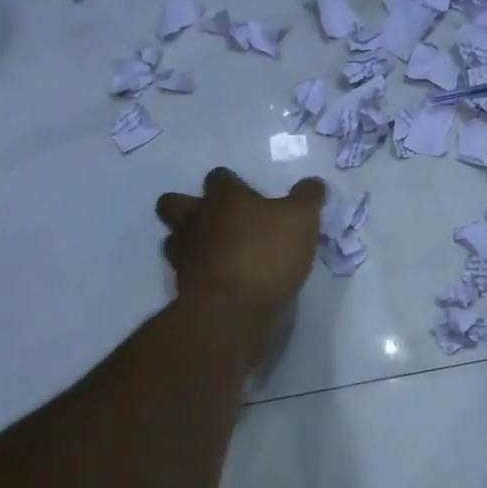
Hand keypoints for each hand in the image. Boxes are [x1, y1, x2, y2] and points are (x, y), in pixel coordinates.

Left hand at [155, 168, 325, 329]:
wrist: (232, 309)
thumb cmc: (266, 254)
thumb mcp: (302, 220)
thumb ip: (307, 198)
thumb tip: (313, 183)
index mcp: (224, 198)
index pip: (219, 178)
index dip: (231, 183)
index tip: (246, 193)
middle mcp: (196, 220)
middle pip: (173, 203)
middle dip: (188, 206)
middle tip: (214, 219)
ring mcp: (184, 254)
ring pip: (173, 239)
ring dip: (188, 241)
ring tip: (212, 251)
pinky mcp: (182, 286)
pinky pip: (185, 272)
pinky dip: (198, 273)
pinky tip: (219, 279)